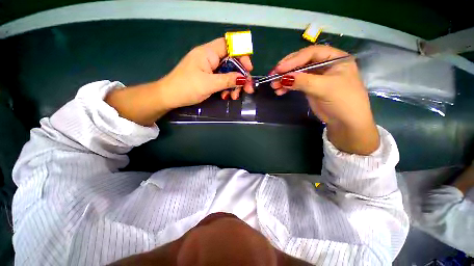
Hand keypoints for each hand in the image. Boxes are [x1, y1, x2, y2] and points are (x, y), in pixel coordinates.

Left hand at [159, 37, 253, 107]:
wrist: (169, 97)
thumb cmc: (187, 87)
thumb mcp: (209, 84)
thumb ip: (228, 80)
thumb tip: (244, 79)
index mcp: (208, 53)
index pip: (229, 46)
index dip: (241, 55)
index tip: (248, 69)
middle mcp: (210, 58)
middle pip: (231, 63)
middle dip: (240, 76)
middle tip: (247, 89)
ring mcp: (209, 69)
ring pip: (228, 73)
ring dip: (234, 85)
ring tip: (234, 97)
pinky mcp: (208, 78)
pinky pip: (222, 80)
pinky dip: (226, 88)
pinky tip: (226, 96)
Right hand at [271, 45, 379, 154]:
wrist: (345, 122)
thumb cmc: (343, 101)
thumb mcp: (324, 88)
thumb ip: (303, 81)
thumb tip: (283, 78)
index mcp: (335, 58)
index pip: (311, 53)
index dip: (294, 60)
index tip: (279, 69)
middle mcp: (325, 64)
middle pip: (302, 62)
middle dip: (286, 69)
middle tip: (272, 76)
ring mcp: (316, 76)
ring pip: (297, 73)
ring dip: (284, 79)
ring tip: (274, 86)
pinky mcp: (310, 87)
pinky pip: (296, 83)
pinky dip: (287, 87)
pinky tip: (280, 91)